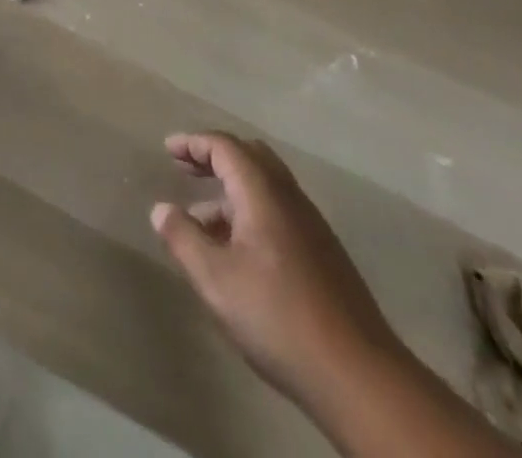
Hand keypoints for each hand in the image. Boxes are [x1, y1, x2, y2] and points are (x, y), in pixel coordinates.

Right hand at [151, 132, 401, 419]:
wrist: (360, 378)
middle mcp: (290, 199)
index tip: (168, 149)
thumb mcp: (215, 279)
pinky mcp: (325, 257)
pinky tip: (237, 252)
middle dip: (215, 157)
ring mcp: (312, 228)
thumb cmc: (278, 317)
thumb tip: (161, 209)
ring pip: (266, 188)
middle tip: (185, 168)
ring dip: (232, 191)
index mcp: (263, 193)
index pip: (225, 147)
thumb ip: (183, 238)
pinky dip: (250, 214)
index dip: (193, 143)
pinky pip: (279, 213)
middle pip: (251, 157)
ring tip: (202, 219)